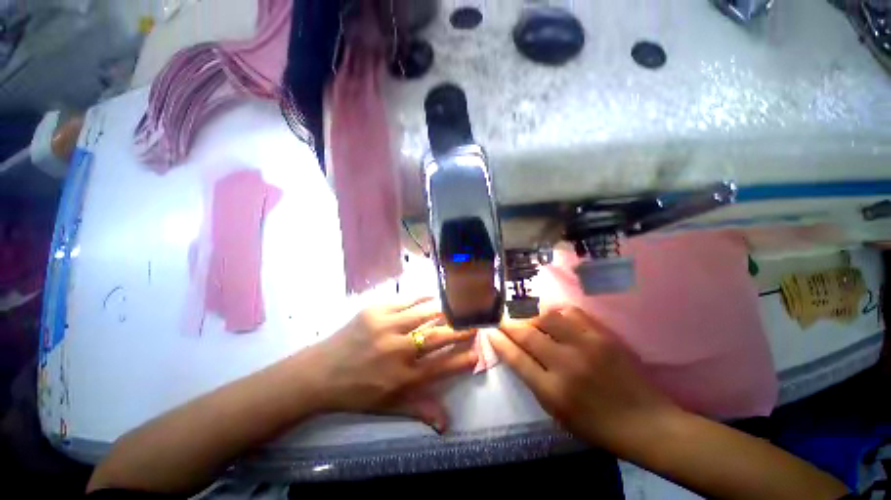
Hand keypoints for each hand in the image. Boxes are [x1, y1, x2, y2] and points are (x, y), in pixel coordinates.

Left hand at [303, 298, 476, 431]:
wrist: (319, 372)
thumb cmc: (356, 392)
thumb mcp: (388, 406)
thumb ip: (419, 409)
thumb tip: (447, 425)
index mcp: (403, 377)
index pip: (442, 366)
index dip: (463, 358)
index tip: (478, 351)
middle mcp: (398, 351)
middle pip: (438, 337)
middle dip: (460, 331)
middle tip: (474, 324)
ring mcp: (386, 327)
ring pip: (425, 315)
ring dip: (444, 312)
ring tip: (456, 309)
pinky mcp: (376, 311)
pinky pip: (406, 301)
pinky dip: (422, 299)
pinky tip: (432, 298)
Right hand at [489, 306, 677, 453]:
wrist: (646, 422)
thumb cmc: (596, 425)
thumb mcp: (557, 413)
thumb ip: (533, 381)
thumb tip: (514, 352)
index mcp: (552, 392)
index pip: (516, 359)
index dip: (499, 342)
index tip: (490, 330)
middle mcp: (566, 366)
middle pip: (527, 334)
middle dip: (509, 323)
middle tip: (501, 318)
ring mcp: (586, 347)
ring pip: (547, 318)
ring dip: (531, 315)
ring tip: (527, 317)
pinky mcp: (602, 336)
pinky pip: (571, 313)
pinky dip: (556, 311)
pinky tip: (553, 316)